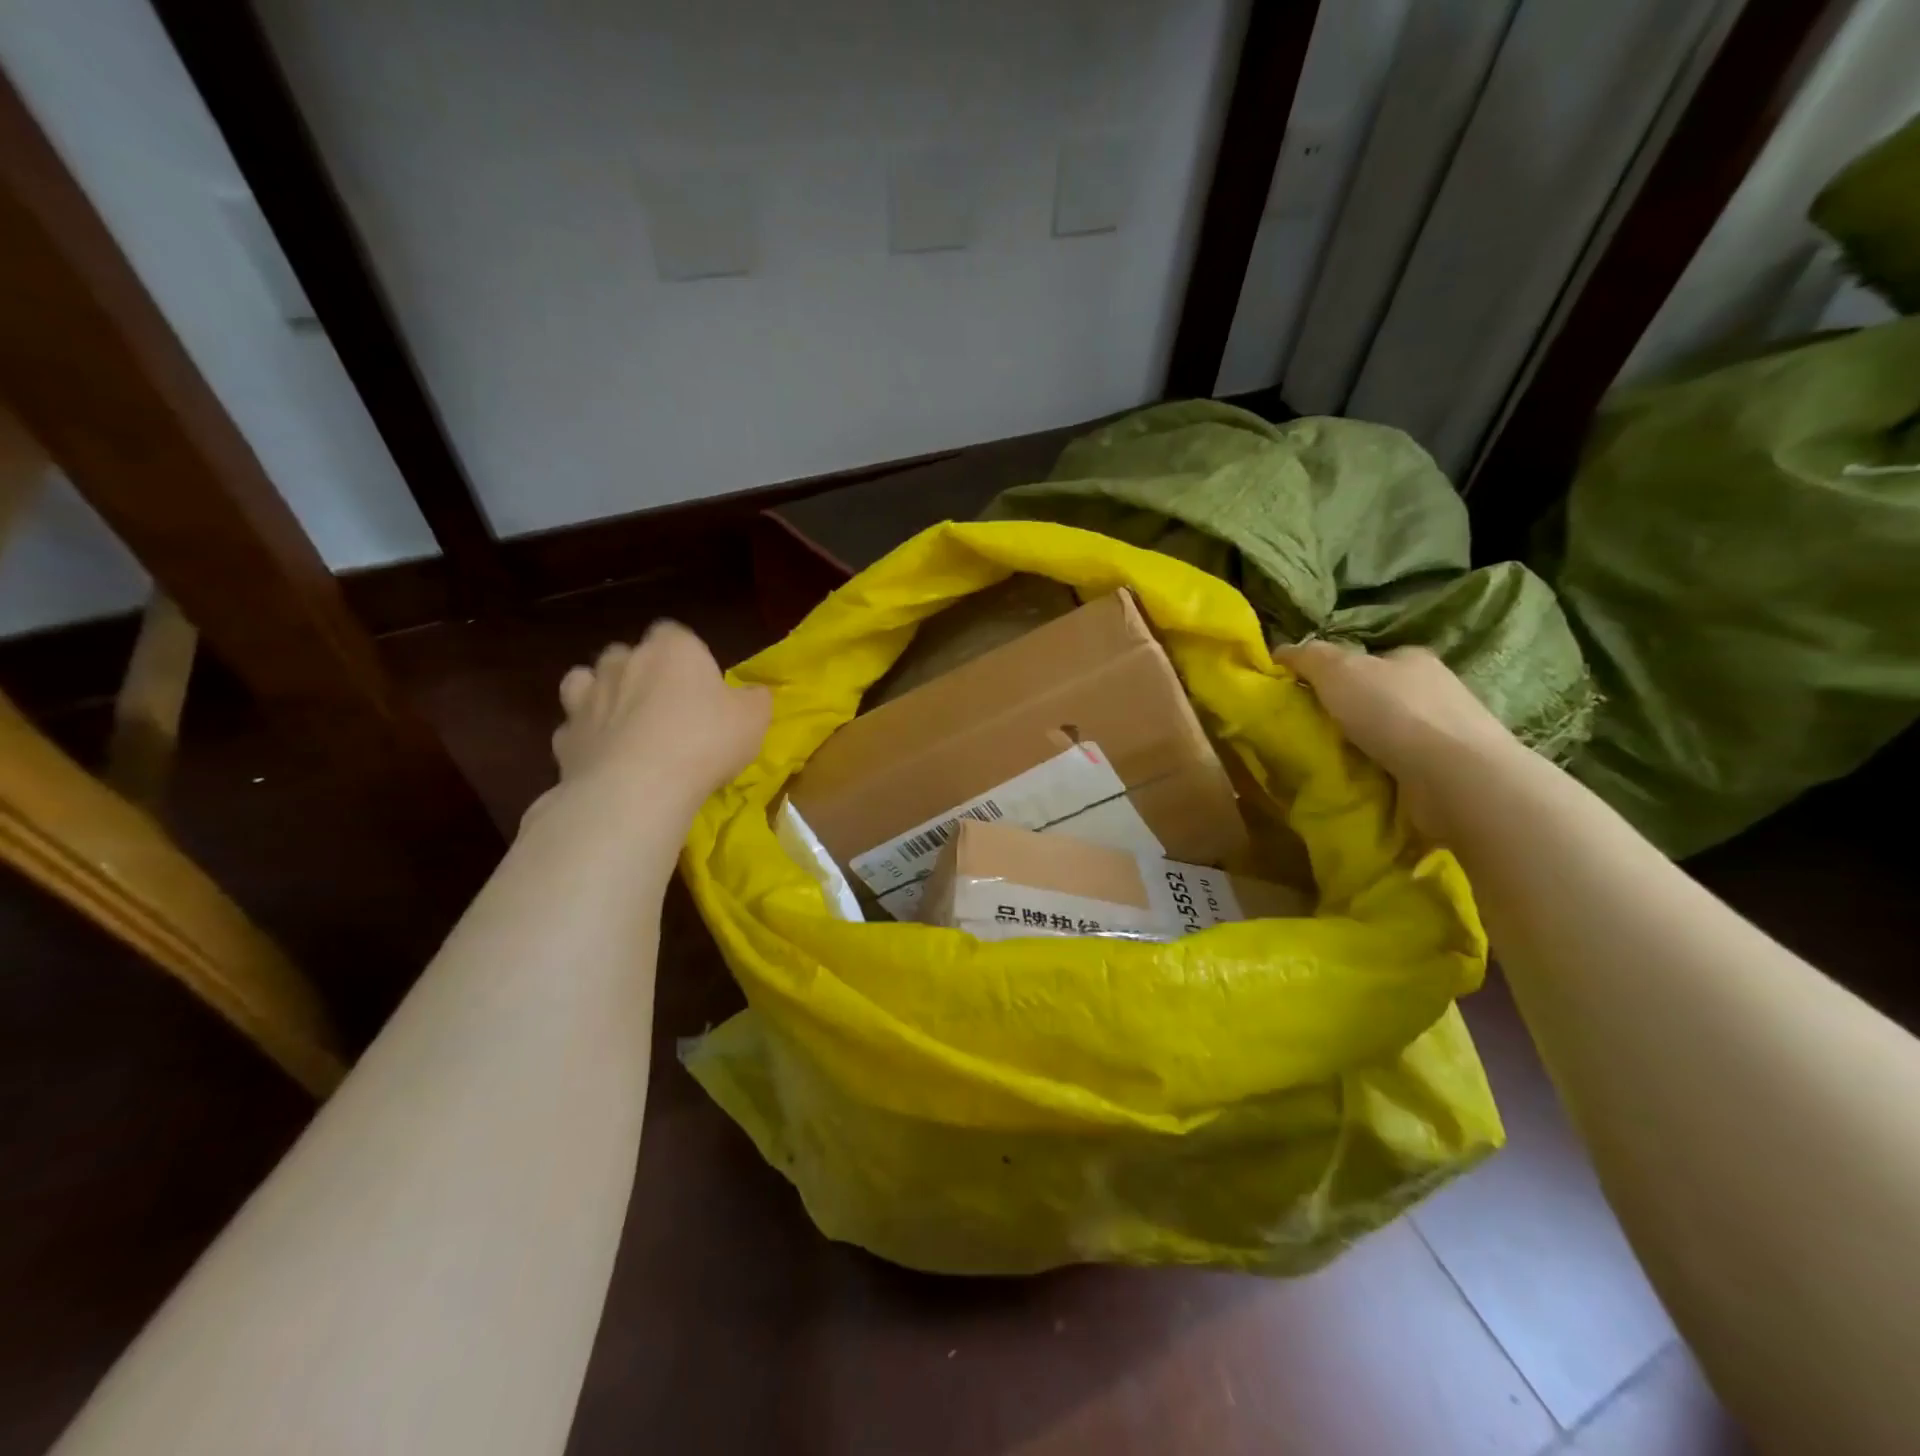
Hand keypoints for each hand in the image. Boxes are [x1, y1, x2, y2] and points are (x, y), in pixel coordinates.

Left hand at [550, 622, 770, 813]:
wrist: (637, 789)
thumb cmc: (705, 742)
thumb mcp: (754, 720)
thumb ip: (755, 700)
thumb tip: (754, 694)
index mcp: (673, 649)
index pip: (675, 634)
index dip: (687, 656)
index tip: (701, 682)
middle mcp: (625, 662)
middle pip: (627, 654)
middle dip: (640, 672)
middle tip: (664, 705)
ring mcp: (588, 698)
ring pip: (587, 681)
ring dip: (602, 695)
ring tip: (624, 723)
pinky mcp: (565, 737)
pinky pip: (573, 728)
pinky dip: (586, 738)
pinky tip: (603, 758)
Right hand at [1276, 641, 1523, 840]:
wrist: (1455, 775)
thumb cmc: (1393, 712)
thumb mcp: (1338, 671)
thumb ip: (1309, 658)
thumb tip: (1281, 651)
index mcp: (1411, 658)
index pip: (1368, 659)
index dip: (1336, 672)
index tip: (1308, 694)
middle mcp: (1435, 688)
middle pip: (1380, 694)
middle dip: (1351, 710)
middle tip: (1315, 731)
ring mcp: (1447, 730)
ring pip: (1393, 731)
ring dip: (1368, 744)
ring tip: (1335, 761)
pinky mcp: (1451, 769)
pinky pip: (1405, 764)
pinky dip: (1384, 770)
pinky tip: (1366, 781)